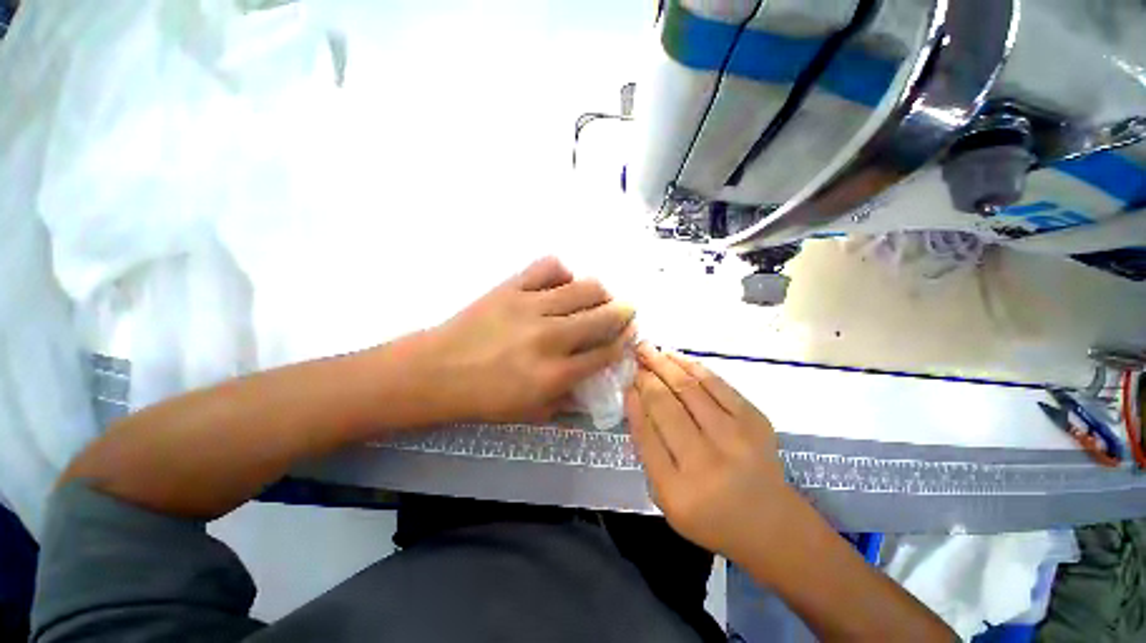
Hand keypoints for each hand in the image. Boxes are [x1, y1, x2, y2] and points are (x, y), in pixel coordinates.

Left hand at [423, 257, 634, 423]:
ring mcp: (530, 307)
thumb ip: (568, 401)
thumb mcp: (530, 413)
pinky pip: (548, 267)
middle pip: (602, 317)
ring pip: (584, 288)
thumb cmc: (483, 399)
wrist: (436, 372)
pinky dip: (563, 271)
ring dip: (601, 292)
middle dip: (623, 313)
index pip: (605, 353)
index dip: (623, 342)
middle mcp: (549, 338)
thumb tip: (595, 383)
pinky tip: (562, 283)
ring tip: (599, 297)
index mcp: (554, 374)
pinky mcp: (511, 287)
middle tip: (625, 311)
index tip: (629, 334)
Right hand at [626, 344, 800, 559]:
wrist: (772, 525)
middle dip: (645, 375)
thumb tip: (635, 399)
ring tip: (648, 349)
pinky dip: (692, 365)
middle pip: (665, 405)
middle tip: (633, 355)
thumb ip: (648, 450)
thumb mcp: (666, 498)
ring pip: (689, 388)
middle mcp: (706, 462)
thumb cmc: (710, 516)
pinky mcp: (755, 421)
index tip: (624, 380)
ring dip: (665, 364)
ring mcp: (736, 439)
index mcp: (677, 490)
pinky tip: (675, 356)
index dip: (633, 400)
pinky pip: (717, 384)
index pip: (646, 432)